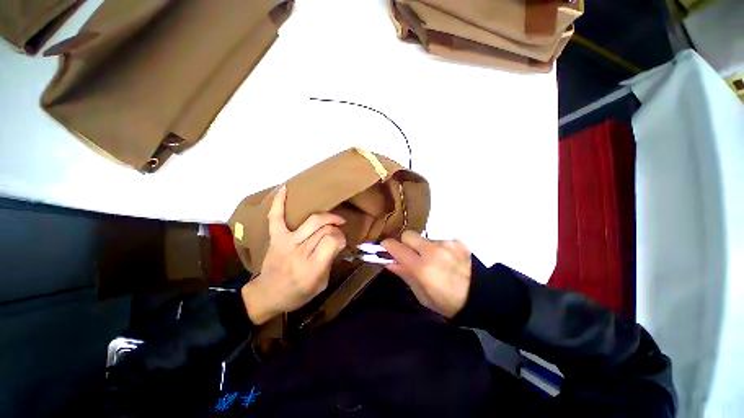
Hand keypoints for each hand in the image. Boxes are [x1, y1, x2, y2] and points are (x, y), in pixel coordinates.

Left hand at [241, 185, 346, 324]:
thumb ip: (330, 262)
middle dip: (336, 229)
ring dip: (327, 217)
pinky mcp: (276, 237)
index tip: (343, 242)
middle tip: (339, 233)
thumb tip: (338, 242)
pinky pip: (276, 217)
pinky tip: (286, 188)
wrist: (266, 296)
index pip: (333, 241)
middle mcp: (299, 252)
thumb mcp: (321, 284)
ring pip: (312, 221)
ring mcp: (285, 242)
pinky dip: (280, 202)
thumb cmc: (297, 294)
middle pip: (324, 229)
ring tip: (334, 219)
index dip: (341, 238)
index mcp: (311, 267)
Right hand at [381, 231, 471, 317]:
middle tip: (410, 255)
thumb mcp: (422, 295)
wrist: (482, 297)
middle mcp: (433, 251)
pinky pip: (438, 240)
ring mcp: (446, 244)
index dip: (387, 246)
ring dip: (423, 247)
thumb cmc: (448, 302)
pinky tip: (446, 260)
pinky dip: (437, 248)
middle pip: (408, 235)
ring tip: (433, 261)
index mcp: (423, 268)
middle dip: (405, 243)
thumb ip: (405, 275)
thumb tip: (389, 262)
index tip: (384, 248)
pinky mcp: (456, 241)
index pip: (397, 248)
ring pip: (424, 238)